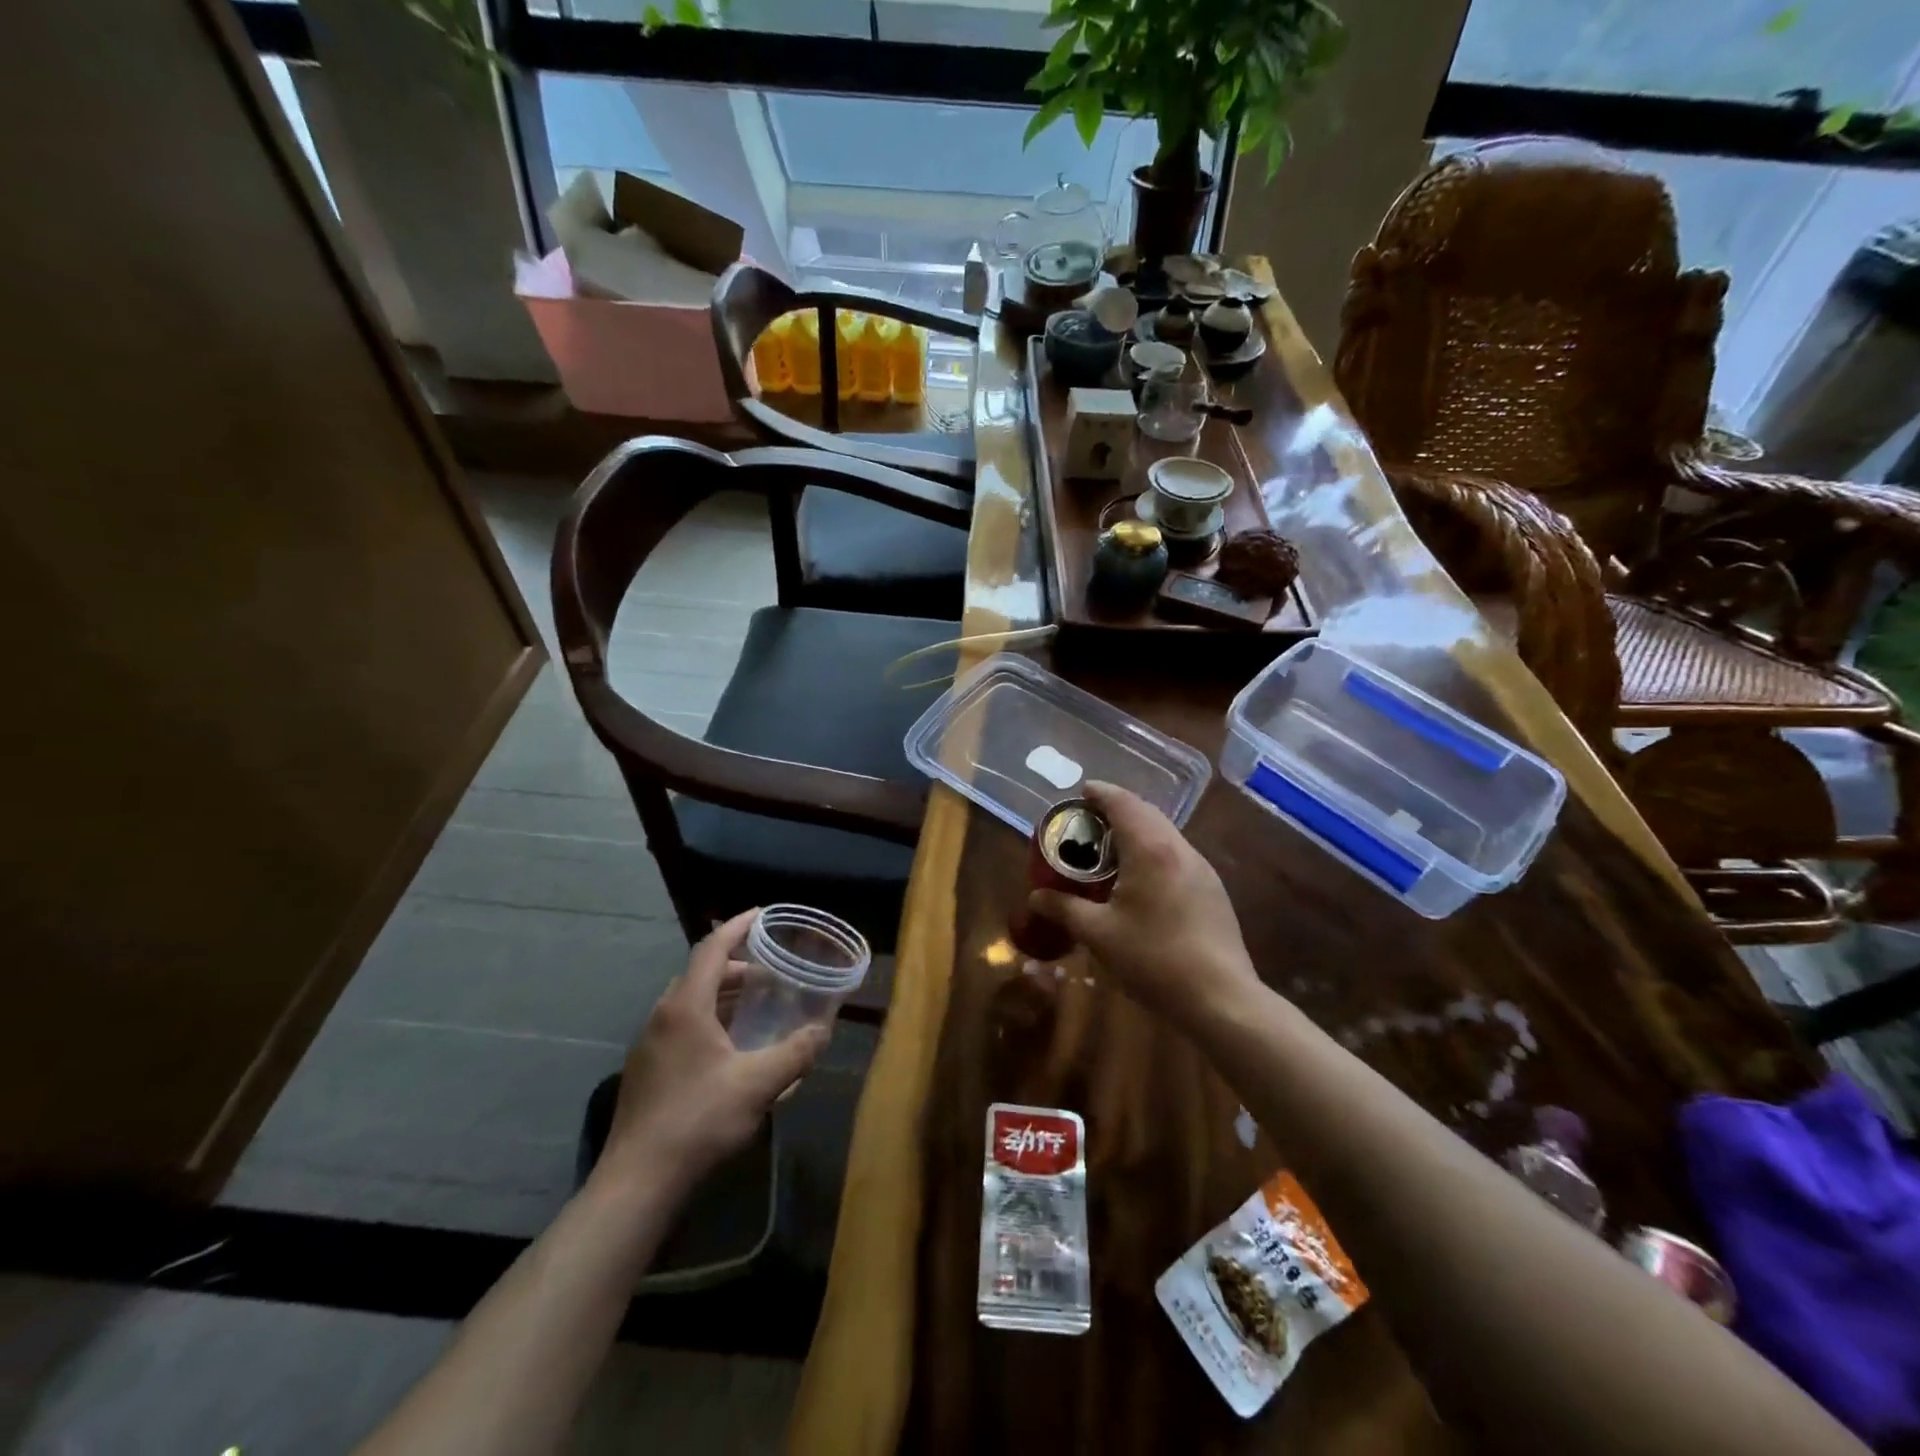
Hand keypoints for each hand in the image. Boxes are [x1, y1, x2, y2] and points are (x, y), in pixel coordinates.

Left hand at [600, 909, 827, 1191]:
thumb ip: (796, 1053)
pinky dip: (709, 1018)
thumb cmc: (699, 1120)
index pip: (712, 949)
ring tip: (756, 1005)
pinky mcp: (646, 1070)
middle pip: (700, 973)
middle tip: (770, 970)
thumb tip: (823, 1030)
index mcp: (686, 1007)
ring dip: (723, 994)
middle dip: (736, 965)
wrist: (638, 1181)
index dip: (737, 926)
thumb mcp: (758, 1084)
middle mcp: (662, 1016)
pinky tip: (730, 1047)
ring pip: (689, 1001)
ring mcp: (649, 1044)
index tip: (762, 913)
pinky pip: (681, 1025)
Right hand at [1028, 782, 1261, 1031]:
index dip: (1101, 793)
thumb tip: (1036, 897)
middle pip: (1146, 813)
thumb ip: (1064, 909)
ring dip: (1137, 831)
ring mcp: (1202, 869)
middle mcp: (1179, 849)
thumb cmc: (1154, 959)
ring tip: (1110, 850)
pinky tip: (1141, 881)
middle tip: (1089, 823)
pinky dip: (1154, 852)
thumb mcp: (1099, 934)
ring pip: (1165, 834)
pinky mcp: (1212, 890)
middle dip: (1117, 810)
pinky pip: (1177, 855)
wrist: (1221, 998)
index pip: (1123, 803)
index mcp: (1150, 849)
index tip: (1081, 793)